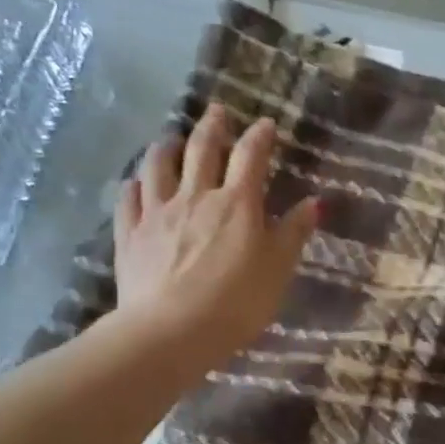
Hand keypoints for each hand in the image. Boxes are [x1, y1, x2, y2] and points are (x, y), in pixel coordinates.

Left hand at [112, 103, 317, 361]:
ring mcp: (157, 213)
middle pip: (201, 150)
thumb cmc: (236, 303)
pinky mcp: (130, 234)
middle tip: (217, 111)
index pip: (251, 157)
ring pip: (158, 166)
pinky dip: (135, 184)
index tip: (266, 124)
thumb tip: (315, 202)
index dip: (260, 137)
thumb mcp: (278, 269)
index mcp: (237, 203)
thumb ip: (294, 233)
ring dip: (167, 146)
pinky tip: (136, 182)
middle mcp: (195, 197)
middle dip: (212, 127)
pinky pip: (129, 199)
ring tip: (171, 138)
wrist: (171, 332)